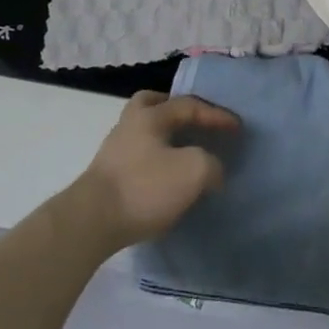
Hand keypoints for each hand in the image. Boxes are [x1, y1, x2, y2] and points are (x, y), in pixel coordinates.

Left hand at [76, 91, 240, 247]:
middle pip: (153, 104)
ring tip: (182, 153)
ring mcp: (113, 151)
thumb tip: (213, 171)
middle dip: (175, 110)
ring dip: (164, 137)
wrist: (90, 223)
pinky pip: (137, 156)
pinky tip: (164, 177)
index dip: (217, 115)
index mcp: (151, 115)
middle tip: (194, 121)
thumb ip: (211, 164)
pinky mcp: (106, 178)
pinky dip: (154, 159)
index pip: (190, 105)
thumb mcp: (192, 172)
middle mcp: (129, 125)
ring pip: (143, 131)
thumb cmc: (144, 188)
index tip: (238, 129)